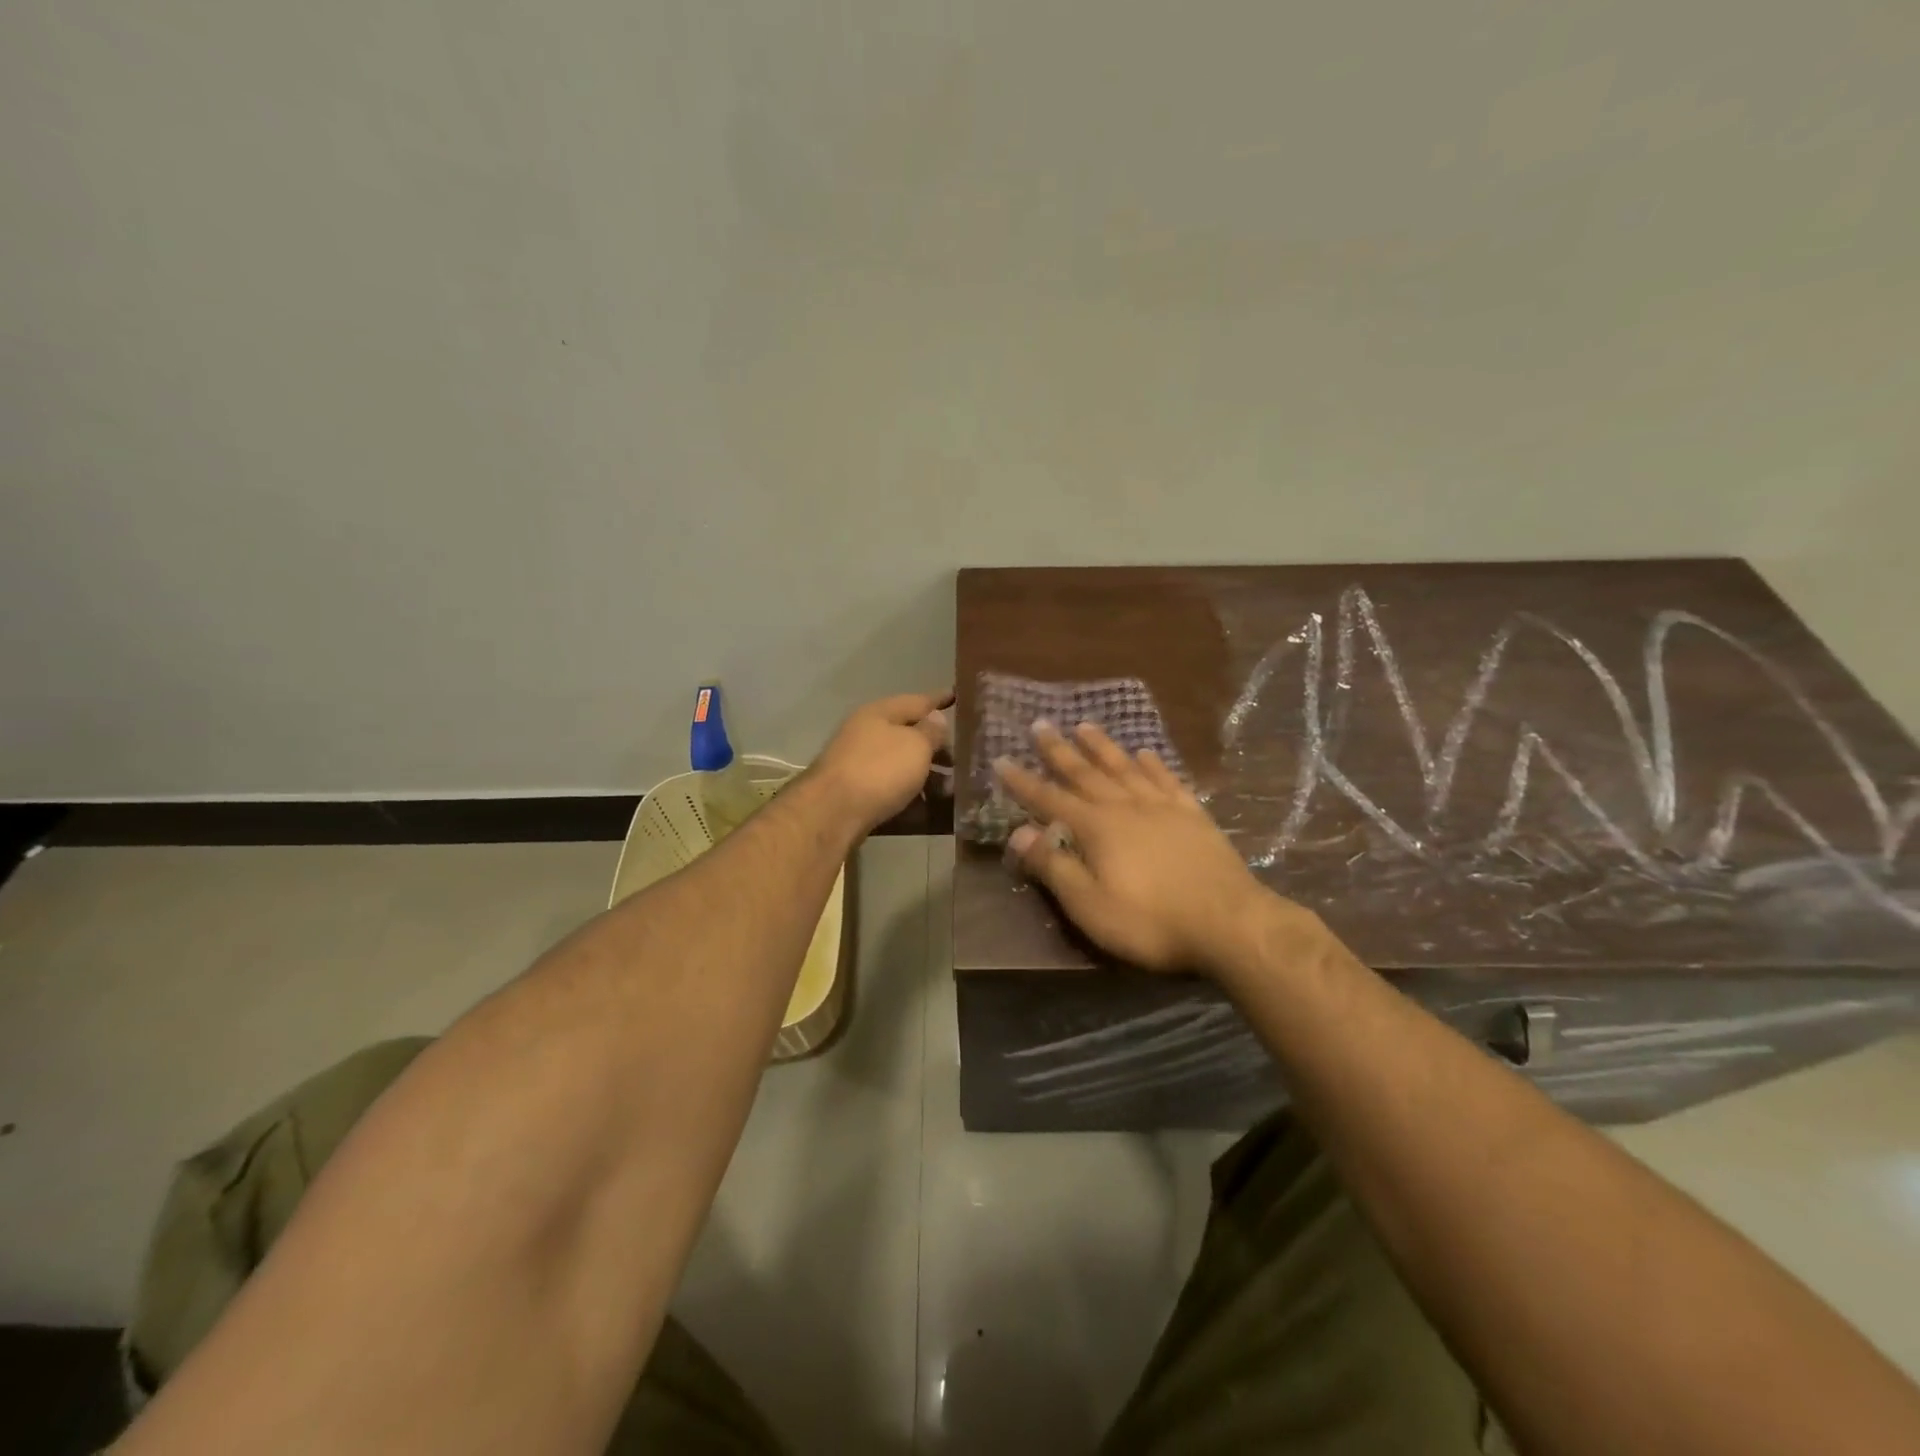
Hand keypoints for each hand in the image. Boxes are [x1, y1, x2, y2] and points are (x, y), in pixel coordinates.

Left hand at [813, 691, 952, 835]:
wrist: (832, 813)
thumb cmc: (880, 770)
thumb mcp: (915, 745)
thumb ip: (930, 731)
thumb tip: (935, 718)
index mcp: (879, 713)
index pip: (917, 701)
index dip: (940, 699)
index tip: (958, 696)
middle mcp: (866, 734)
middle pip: (908, 735)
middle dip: (936, 747)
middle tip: (963, 760)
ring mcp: (859, 764)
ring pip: (901, 765)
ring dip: (927, 775)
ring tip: (952, 791)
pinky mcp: (856, 793)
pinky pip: (891, 789)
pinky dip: (911, 795)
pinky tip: (930, 809)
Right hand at [995, 721, 1270, 973]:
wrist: (1229, 922)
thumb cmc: (1150, 921)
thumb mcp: (1089, 904)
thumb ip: (1053, 866)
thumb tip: (1017, 832)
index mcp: (1096, 828)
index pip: (1049, 799)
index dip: (1023, 782)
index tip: (1001, 760)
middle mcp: (1125, 807)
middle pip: (1085, 773)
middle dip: (1059, 750)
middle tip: (1040, 724)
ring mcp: (1162, 807)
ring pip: (1125, 768)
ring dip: (1103, 746)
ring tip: (1085, 725)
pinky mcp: (1193, 815)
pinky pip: (1167, 780)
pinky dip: (1153, 764)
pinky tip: (1145, 752)